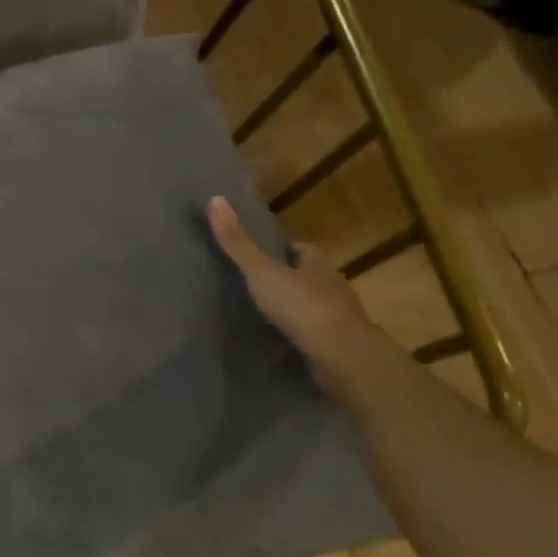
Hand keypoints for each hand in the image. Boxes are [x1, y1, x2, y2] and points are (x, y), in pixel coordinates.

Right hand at [208, 197, 387, 390]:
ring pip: (313, 305)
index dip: (283, 247)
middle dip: (288, 277)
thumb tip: (215, 198)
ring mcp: (338, 317)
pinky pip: (314, 333)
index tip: (262, 250)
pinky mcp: (337, 346)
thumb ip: (238, 243)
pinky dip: (299, 334)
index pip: (302, 248)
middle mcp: (333, 286)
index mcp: (318, 264)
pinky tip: (280, 340)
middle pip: (308, 275)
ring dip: (294, 307)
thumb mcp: (262, 272)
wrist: (342, 358)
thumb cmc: (303, 307)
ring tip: (264, 314)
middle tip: (256, 282)